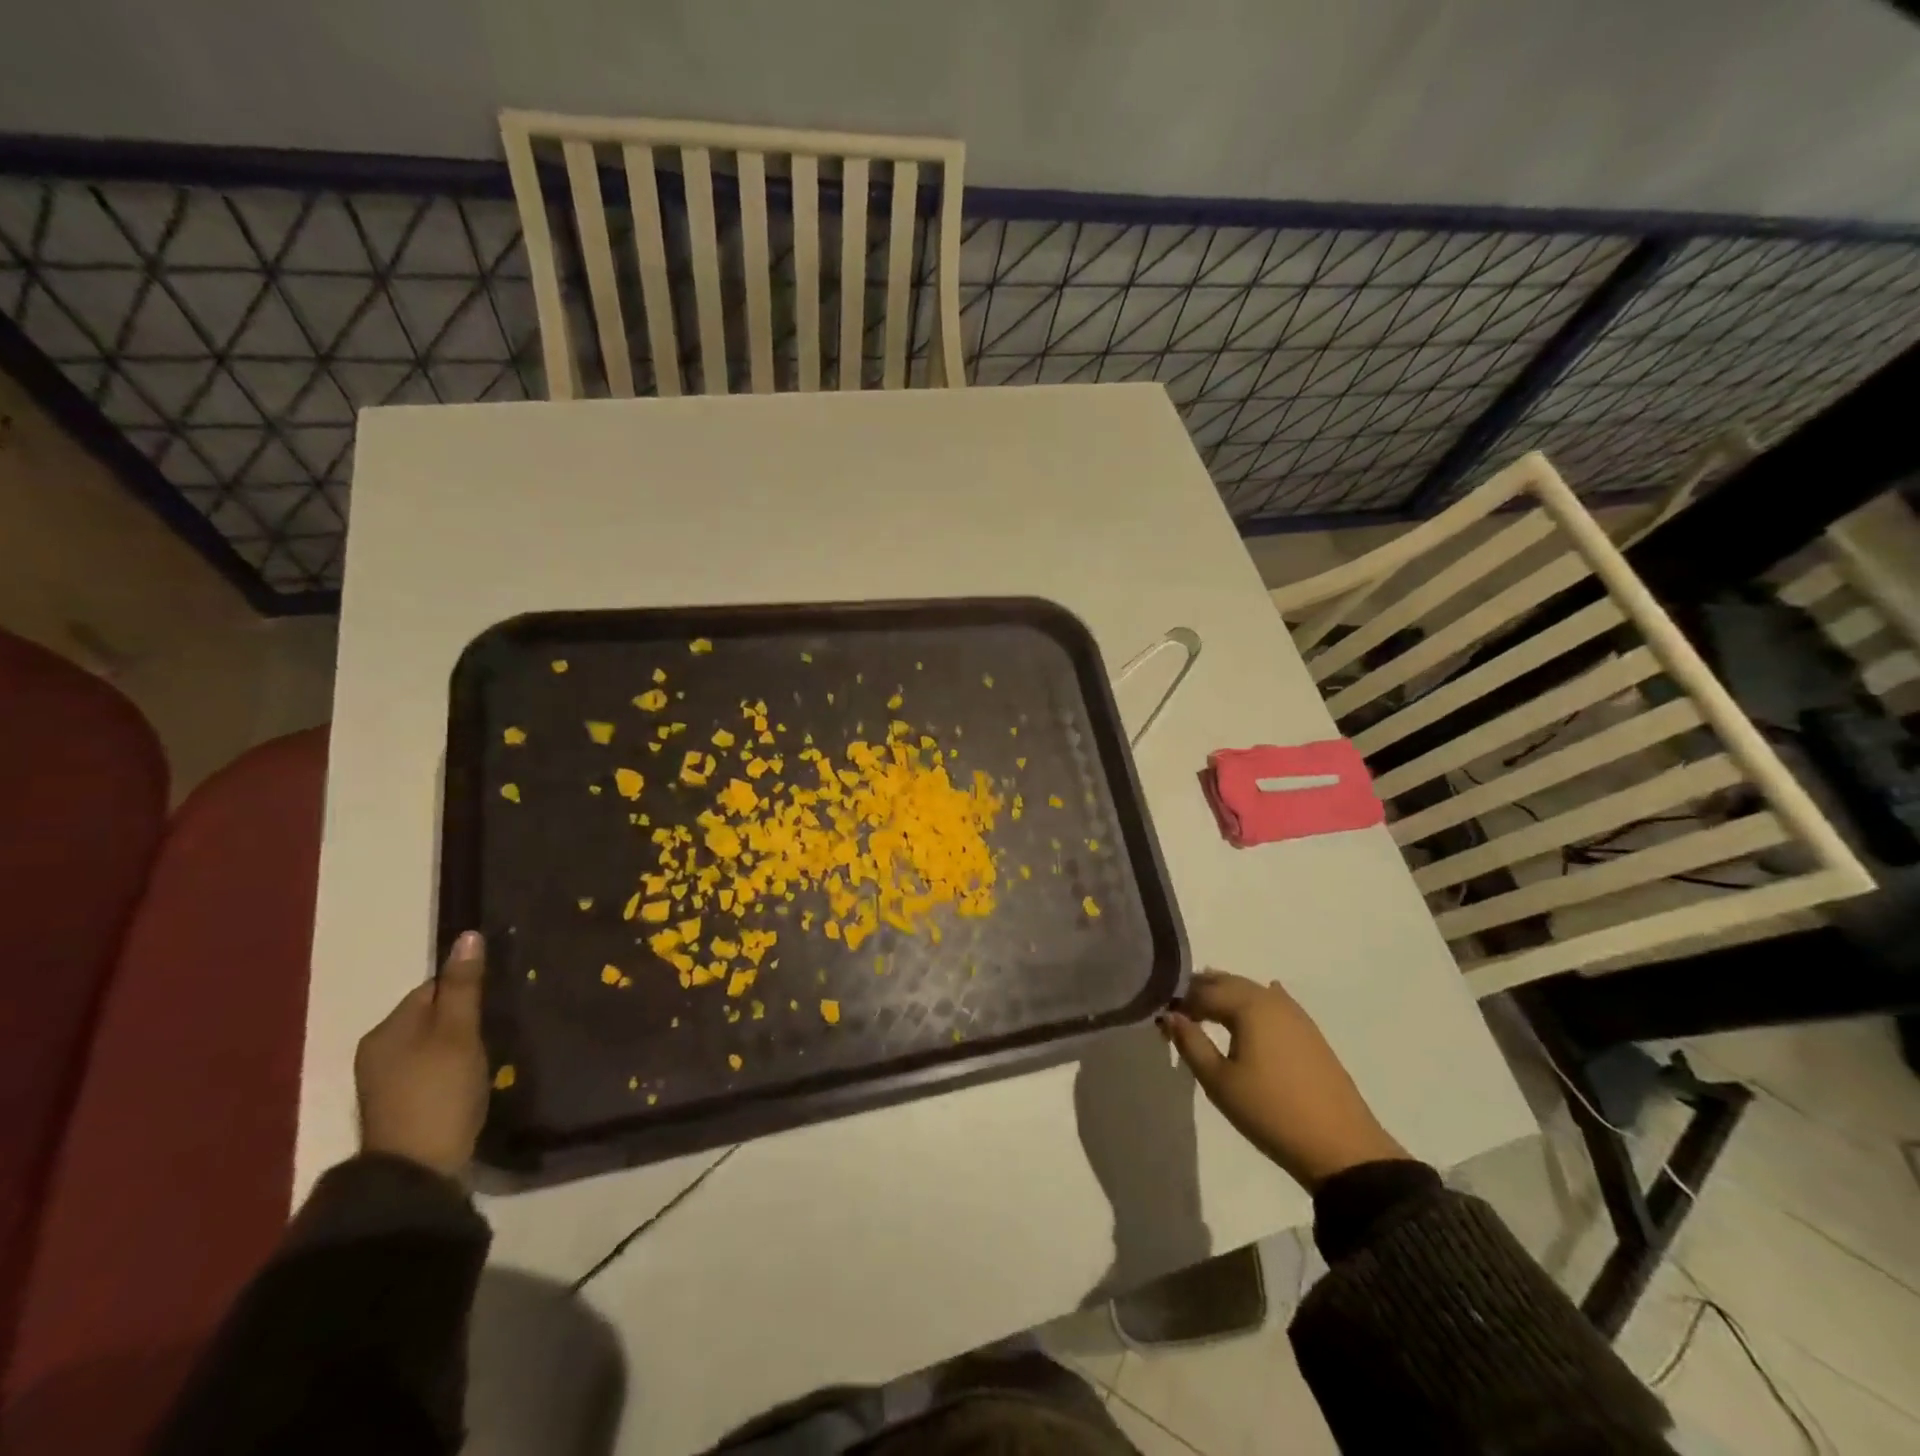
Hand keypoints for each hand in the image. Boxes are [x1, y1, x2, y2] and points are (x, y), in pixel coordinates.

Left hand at [355, 930, 489, 1177]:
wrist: (416, 1171)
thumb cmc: (440, 1091)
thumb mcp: (459, 1032)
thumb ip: (464, 986)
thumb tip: (468, 935)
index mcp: (387, 1029)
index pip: (432, 989)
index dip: (465, 994)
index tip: (492, 1008)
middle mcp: (376, 1050)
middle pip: (429, 1016)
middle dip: (461, 1020)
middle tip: (492, 1034)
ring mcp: (382, 1082)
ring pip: (429, 1045)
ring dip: (456, 1046)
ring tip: (483, 1059)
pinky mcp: (396, 1106)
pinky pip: (427, 1070)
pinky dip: (448, 1070)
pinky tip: (466, 1083)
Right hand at [1159, 970, 1405, 1190]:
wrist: (1342, 1148)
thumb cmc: (1271, 1112)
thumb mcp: (1219, 1081)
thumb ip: (1190, 1042)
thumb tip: (1170, 1015)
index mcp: (1248, 1004)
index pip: (1201, 990)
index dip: (1177, 1001)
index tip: (1160, 1019)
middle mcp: (1271, 998)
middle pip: (1226, 982)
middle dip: (1199, 992)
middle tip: (1177, 1014)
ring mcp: (1294, 1013)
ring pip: (1249, 991)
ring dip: (1224, 997)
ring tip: (1205, 1017)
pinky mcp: (1309, 1031)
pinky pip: (1270, 1003)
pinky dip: (1250, 1005)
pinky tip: (1246, 1016)